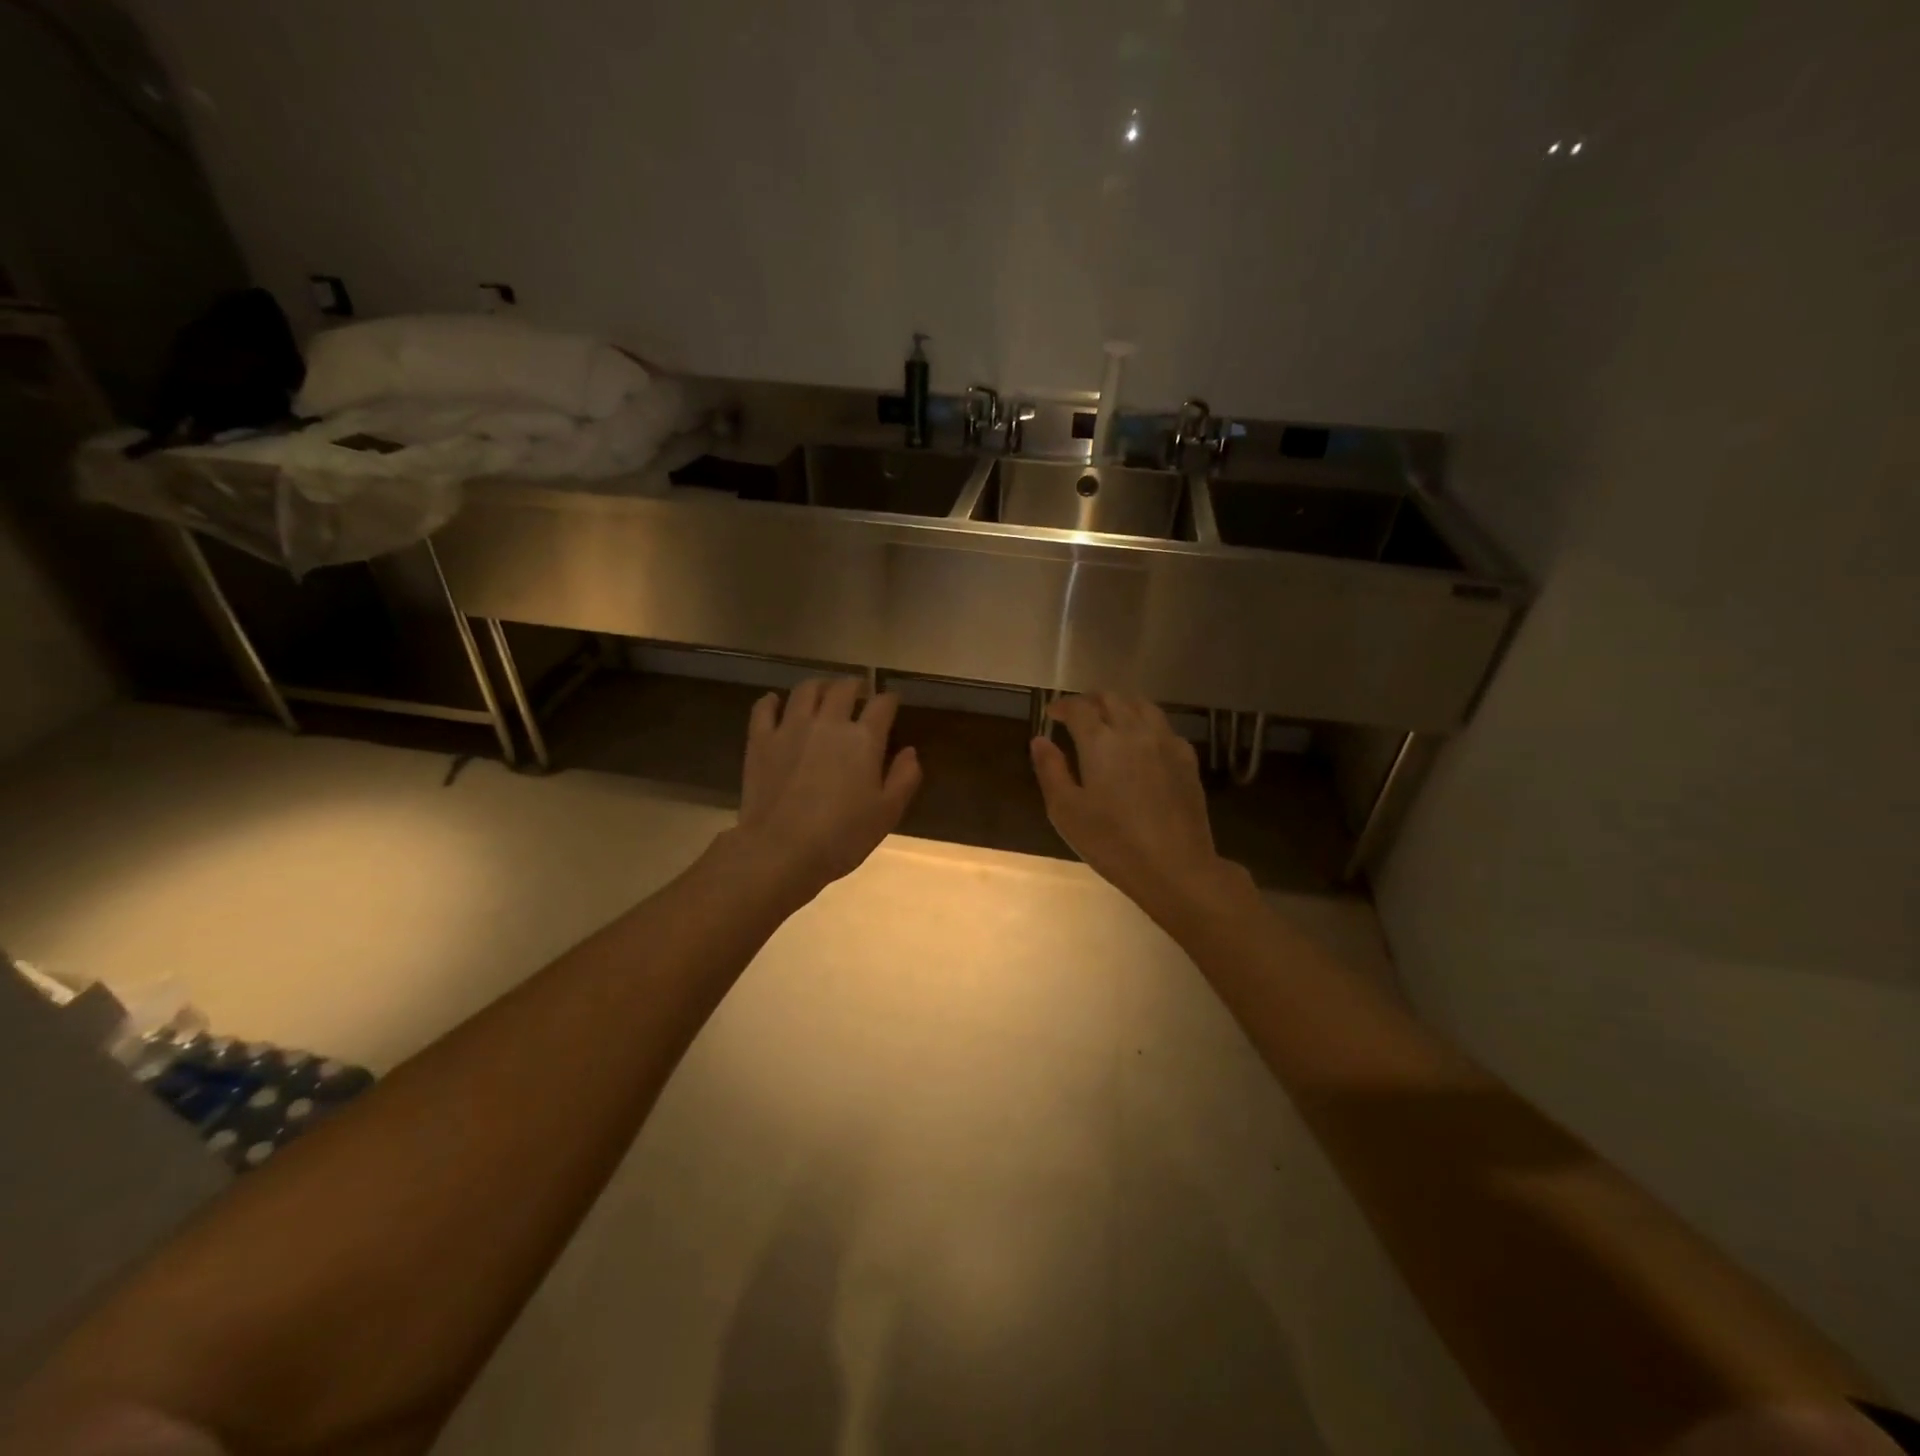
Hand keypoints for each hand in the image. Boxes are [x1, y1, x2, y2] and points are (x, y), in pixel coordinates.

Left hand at [734, 678, 921, 899]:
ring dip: (819, 686)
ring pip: (806, 690)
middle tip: (857, 692)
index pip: (882, 704)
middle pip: (843, 688)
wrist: (781, 850)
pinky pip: (764, 708)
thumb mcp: (886, 813)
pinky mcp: (761, 740)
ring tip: (823, 692)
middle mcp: (828, 722)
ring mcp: (791, 727)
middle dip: (854, 685)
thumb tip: (910, 751)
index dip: (889, 699)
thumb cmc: (841, 836)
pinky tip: (775, 702)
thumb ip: (904, 778)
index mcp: (864, 739)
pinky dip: (771, 701)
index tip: (891, 702)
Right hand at [1031, 694, 1239, 920]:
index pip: (1079, 707)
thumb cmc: (1112, 842)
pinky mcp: (1187, 759)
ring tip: (1109, 720)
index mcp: (1100, 741)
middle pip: (1112, 697)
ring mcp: (1165, 742)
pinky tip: (1142, 743)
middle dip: (1090, 701)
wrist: (1175, 866)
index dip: (1062, 706)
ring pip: (1142, 705)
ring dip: (1120, 705)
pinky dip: (1146, 724)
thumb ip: (1050, 770)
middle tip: (1077, 715)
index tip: (1052, 714)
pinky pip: (1164, 726)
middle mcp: (1134, 731)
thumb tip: (1040, 740)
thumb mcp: (1066, 811)